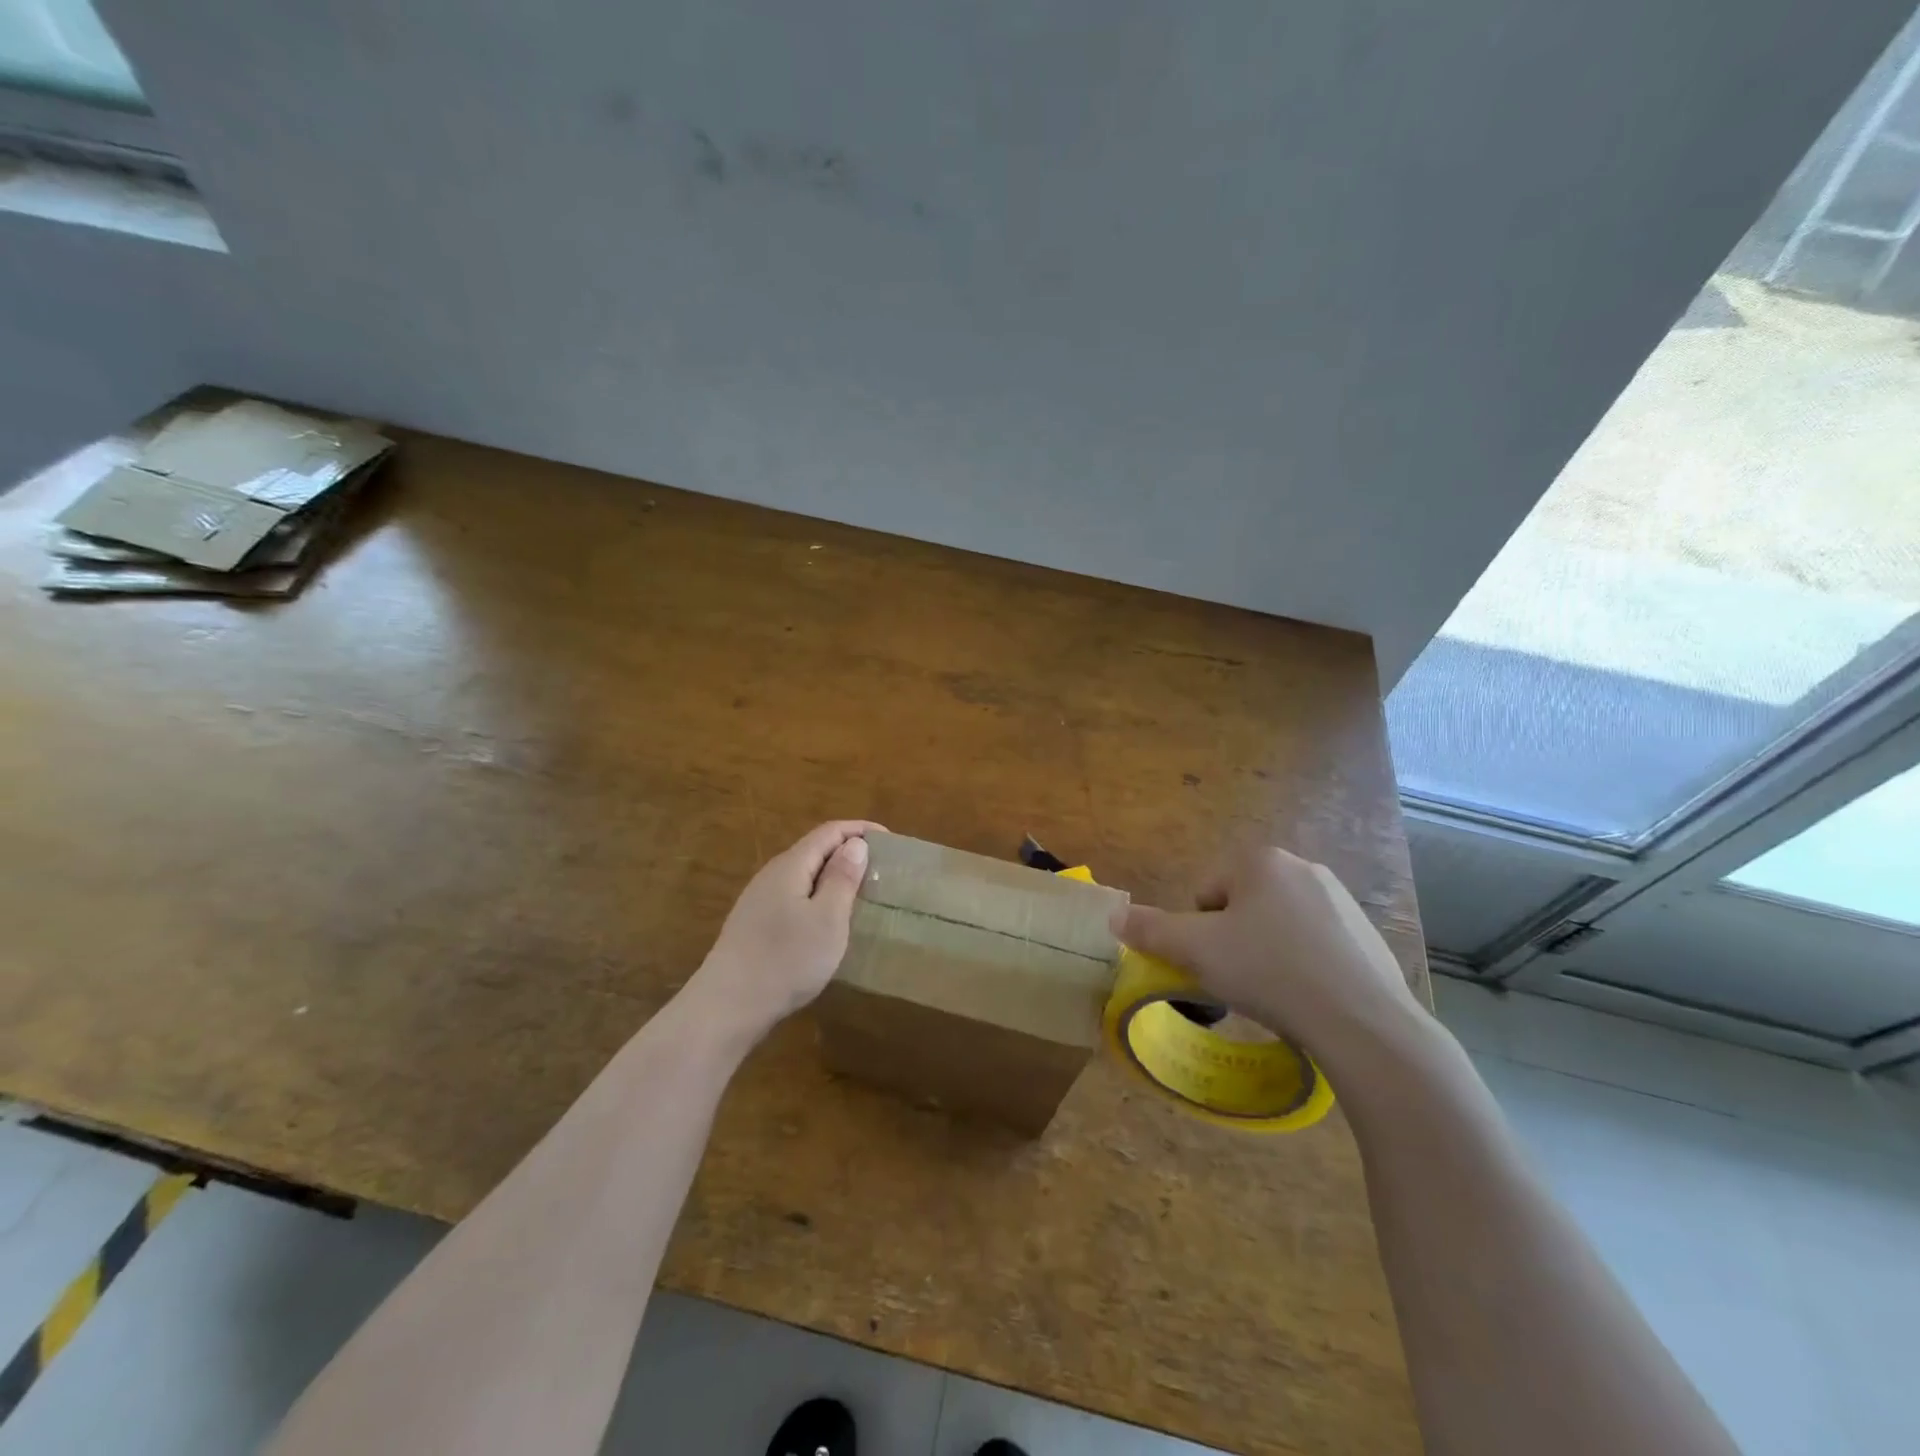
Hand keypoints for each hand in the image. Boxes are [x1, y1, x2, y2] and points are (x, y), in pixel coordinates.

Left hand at [682, 820, 882, 1045]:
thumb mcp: (827, 919)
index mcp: (791, 866)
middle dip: (848, 852)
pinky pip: (794, 898)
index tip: (890, 840)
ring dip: (833, 878)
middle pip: (814, 851)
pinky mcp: (755, 926)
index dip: (860, 830)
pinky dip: (817, 898)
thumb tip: (855, 844)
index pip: (829, 832)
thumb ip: (842, 878)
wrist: (727, 1006)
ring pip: (803, 876)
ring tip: (860, 894)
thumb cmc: (786, 959)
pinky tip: (827, 922)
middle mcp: (772, 875)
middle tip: (881, 869)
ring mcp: (759, 901)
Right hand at [1117, 845, 1427, 1071]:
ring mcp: (1340, 900)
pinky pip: (1315, 944)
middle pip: (1241, 905)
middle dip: (1234, 939)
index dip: (1200, 932)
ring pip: (1277, 925)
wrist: (1362, 1021)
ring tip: (1276, 991)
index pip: (1205, 893)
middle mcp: (1302, 867)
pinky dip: (1303, 964)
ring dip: (1267, 951)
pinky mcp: (1367, 934)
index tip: (1217, 964)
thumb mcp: (1195, 951)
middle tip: (1241, 978)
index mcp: (1260, 861)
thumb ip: (1150, 930)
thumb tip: (1113, 916)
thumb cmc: (1268, 971)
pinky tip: (1310, 996)